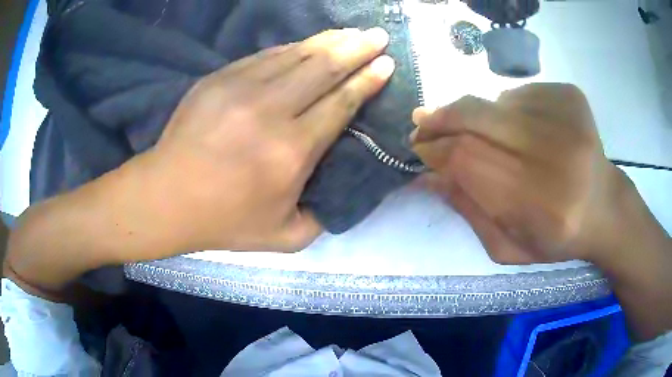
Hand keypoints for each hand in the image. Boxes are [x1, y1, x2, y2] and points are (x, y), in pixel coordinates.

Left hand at [4, 28, 394, 295]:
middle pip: (324, 67)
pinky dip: (292, 48)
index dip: (367, 80)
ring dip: (328, 41)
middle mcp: (271, 112)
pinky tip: (307, 44)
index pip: (341, 102)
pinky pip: (265, 56)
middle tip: (378, 35)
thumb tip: (340, 187)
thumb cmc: (223, 221)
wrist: (165, 198)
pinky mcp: (218, 79)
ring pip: (296, 54)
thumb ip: (321, 216)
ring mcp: (240, 88)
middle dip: (357, 48)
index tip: (386, 63)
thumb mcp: (283, 236)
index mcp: (291, 151)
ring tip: (350, 32)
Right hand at [411, 84, 626, 263]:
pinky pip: (520, 93)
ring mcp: (566, 118)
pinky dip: (509, 108)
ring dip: (478, 117)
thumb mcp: (508, 247)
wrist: (605, 208)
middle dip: (442, 119)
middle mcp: (556, 155)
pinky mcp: (570, 96)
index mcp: (541, 206)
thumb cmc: (558, 238)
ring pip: (496, 102)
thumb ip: (468, 212)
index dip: (435, 150)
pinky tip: (523, 129)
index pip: (467, 160)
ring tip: (488, 136)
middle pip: (477, 118)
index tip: (419, 148)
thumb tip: (428, 176)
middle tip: (424, 122)